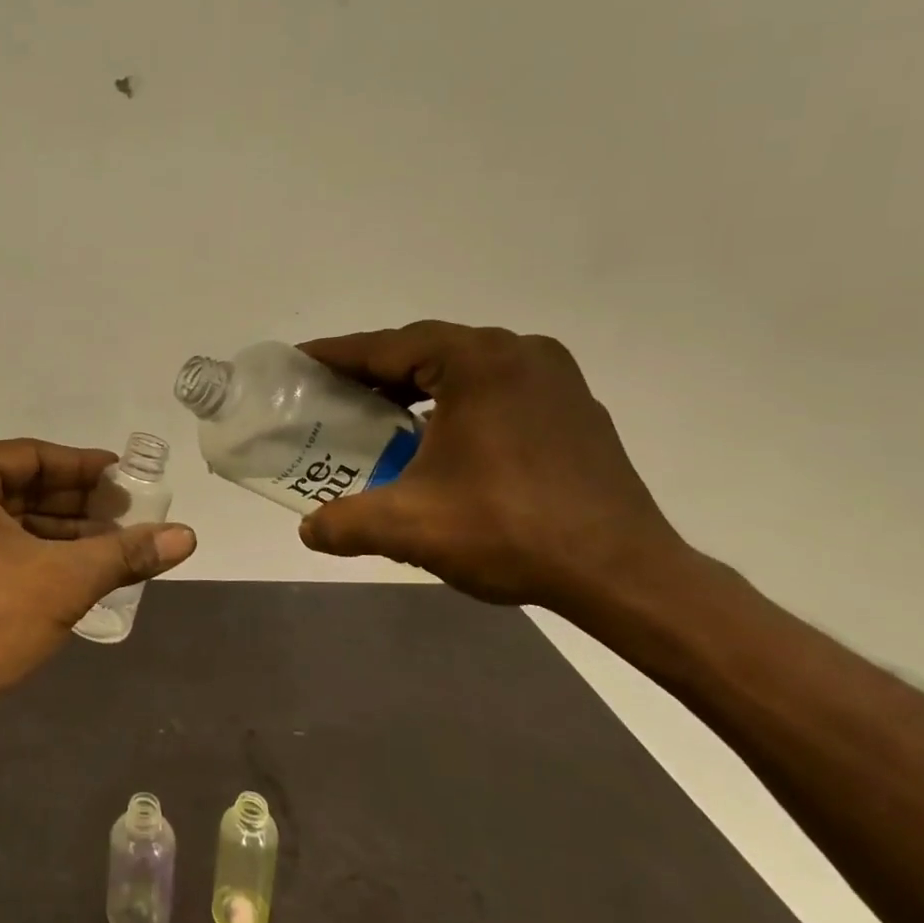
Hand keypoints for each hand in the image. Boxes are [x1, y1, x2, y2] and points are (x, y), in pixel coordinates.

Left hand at [0, 439, 196, 712]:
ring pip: (11, 518)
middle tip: (130, 513)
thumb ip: (126, 552)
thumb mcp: (64, 579)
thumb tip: (188, 536)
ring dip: (64, 531)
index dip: (85, 468)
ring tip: (119, 542)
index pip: (31, 456)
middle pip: (21, 486)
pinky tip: (84, 565)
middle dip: (78, 503)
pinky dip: (38, 553)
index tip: (128, 477)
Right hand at [295, 322, 688, 614]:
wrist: (625, 575)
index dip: (335, 355)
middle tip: (331, 393)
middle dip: (372, 370)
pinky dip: (455, 398)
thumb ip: (345, 523)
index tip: (298, 362)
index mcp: (475, 362)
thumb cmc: (511, 532)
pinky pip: (494, 384)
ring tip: (377, 413)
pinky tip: (438, 434)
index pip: (385, 347)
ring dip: (415, 384)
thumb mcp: (410, 527)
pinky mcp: (571, 403)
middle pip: (422, 350)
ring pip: (461, 366)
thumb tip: (308, 531)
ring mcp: (552, 375)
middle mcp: (516, 351)